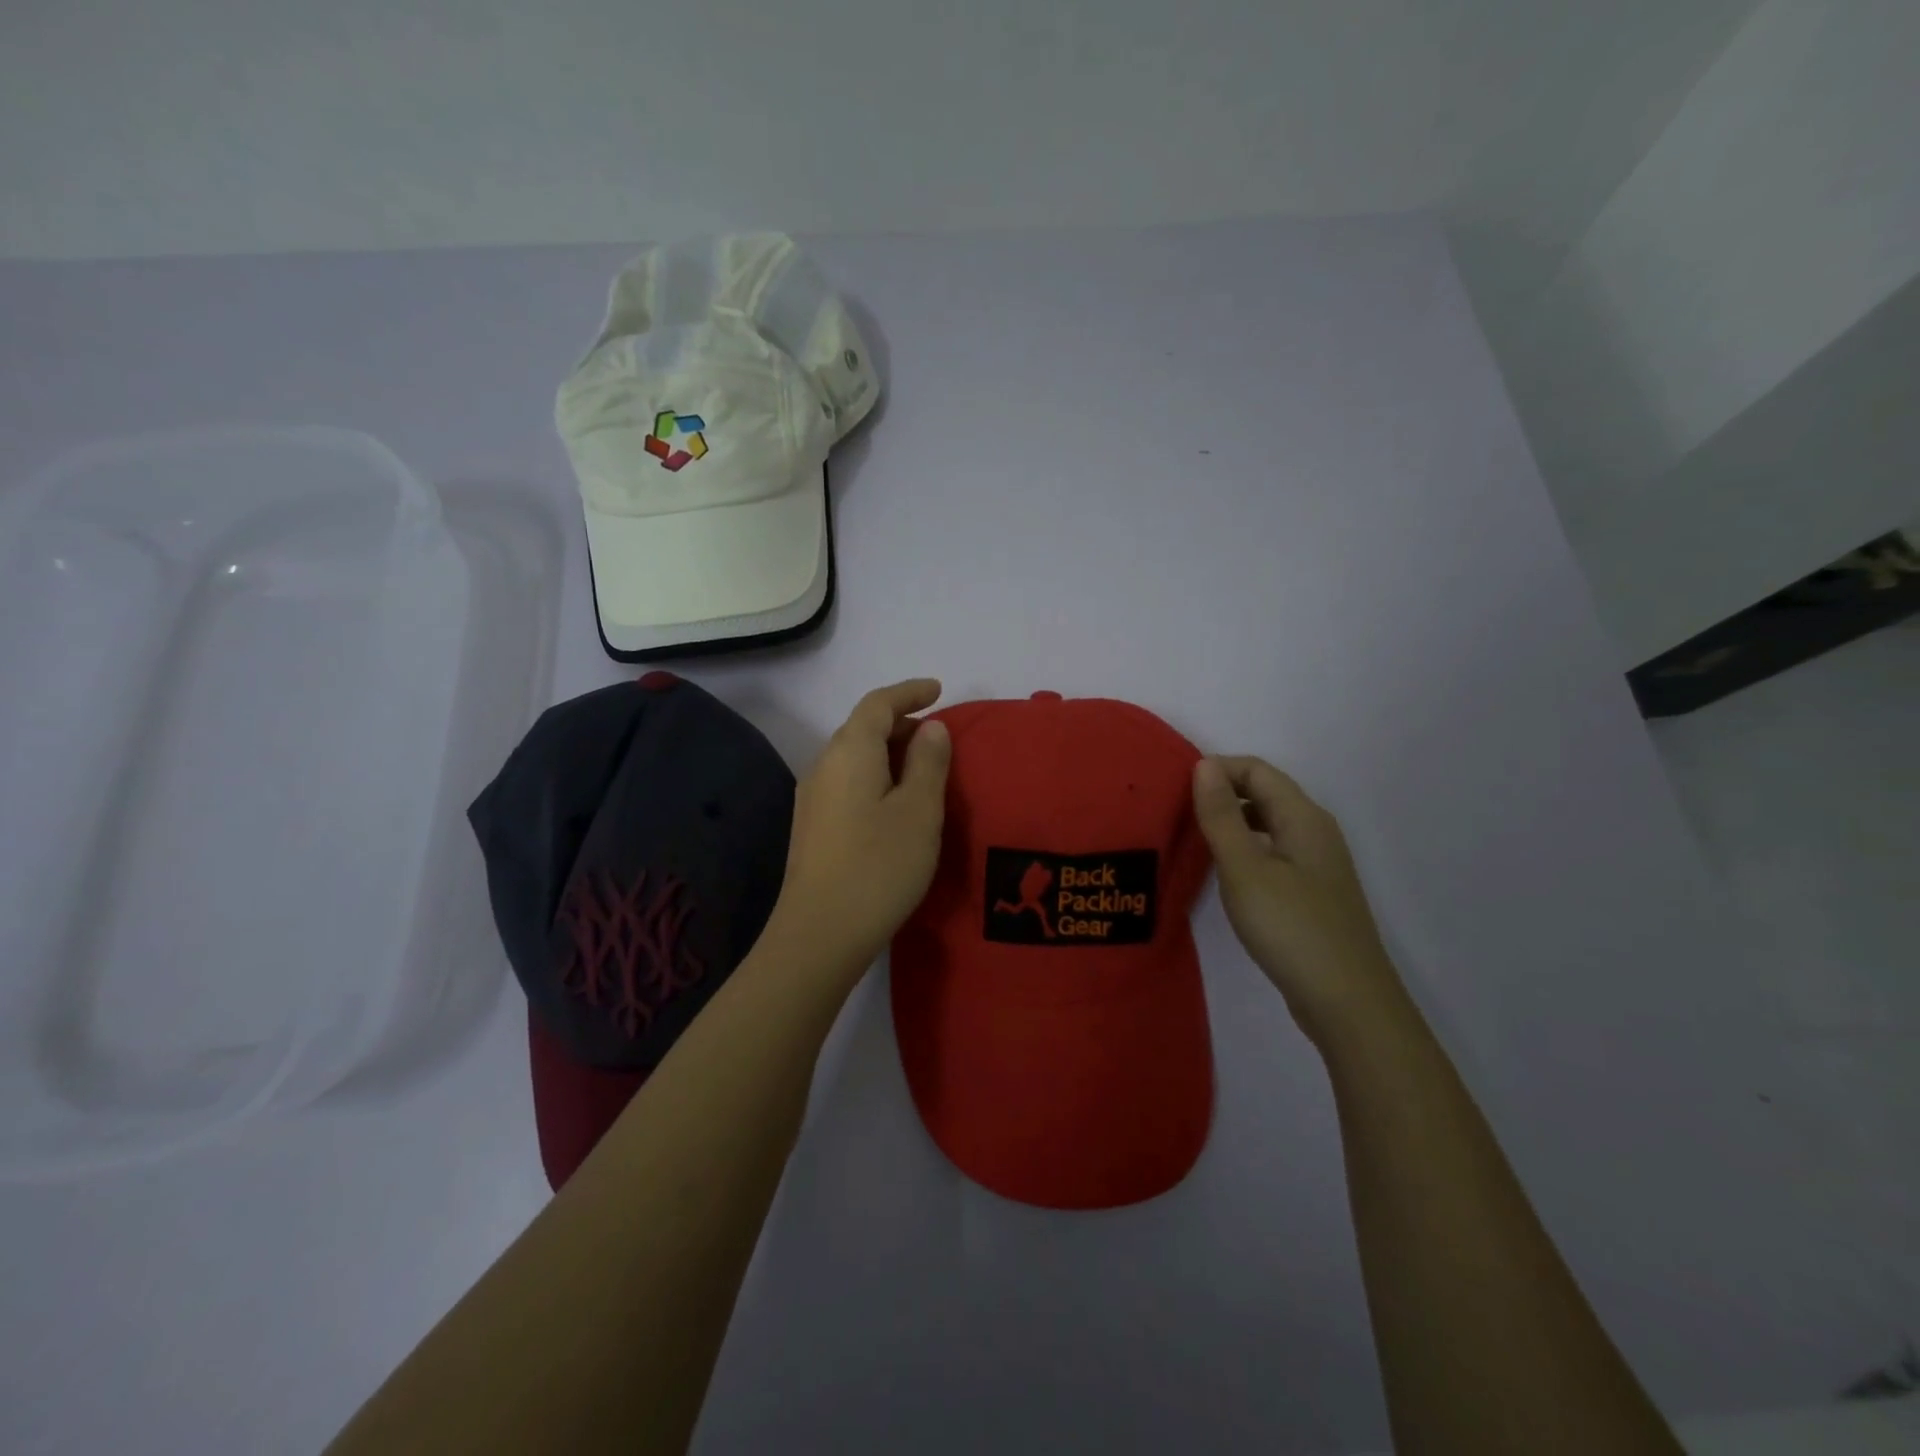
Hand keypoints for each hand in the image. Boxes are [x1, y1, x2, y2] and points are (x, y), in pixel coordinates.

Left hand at [767, 679, 951, 979]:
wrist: (820, 933)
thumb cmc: (879, 865)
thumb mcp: (919, 811)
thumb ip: (928, 762)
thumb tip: (930, 728)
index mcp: (850, 751)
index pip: (878, 703)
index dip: (909, 692)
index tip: (938, 690)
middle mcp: (824, 765)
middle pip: (862, 727)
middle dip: (901, 723)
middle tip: (938, 737)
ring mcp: (812, 797)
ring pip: (854, 757)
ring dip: (887, 752)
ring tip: (922, 770)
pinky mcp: (812, 827)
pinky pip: (847, 781)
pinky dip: (874, 776)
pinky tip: (893, 803)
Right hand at [1192, 756, 1406, 1044]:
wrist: (1347, 1002)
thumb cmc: (1291, 927)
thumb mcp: (1244, 869)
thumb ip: (1221, 816)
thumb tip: (1204, 765)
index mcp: (1303, 817)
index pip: (1256, 770)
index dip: (1216, 769)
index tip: (1174, 787)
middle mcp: (1315, 831)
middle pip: (1264, 792)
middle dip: (1221, 792)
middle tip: (1176, 810)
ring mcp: (1317, 863)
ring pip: (1268, 823)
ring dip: (1231, 820)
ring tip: (1192, 836)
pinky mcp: (1313, 891)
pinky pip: (1273, 850)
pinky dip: (1245, 847)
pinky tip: (1224, 871)